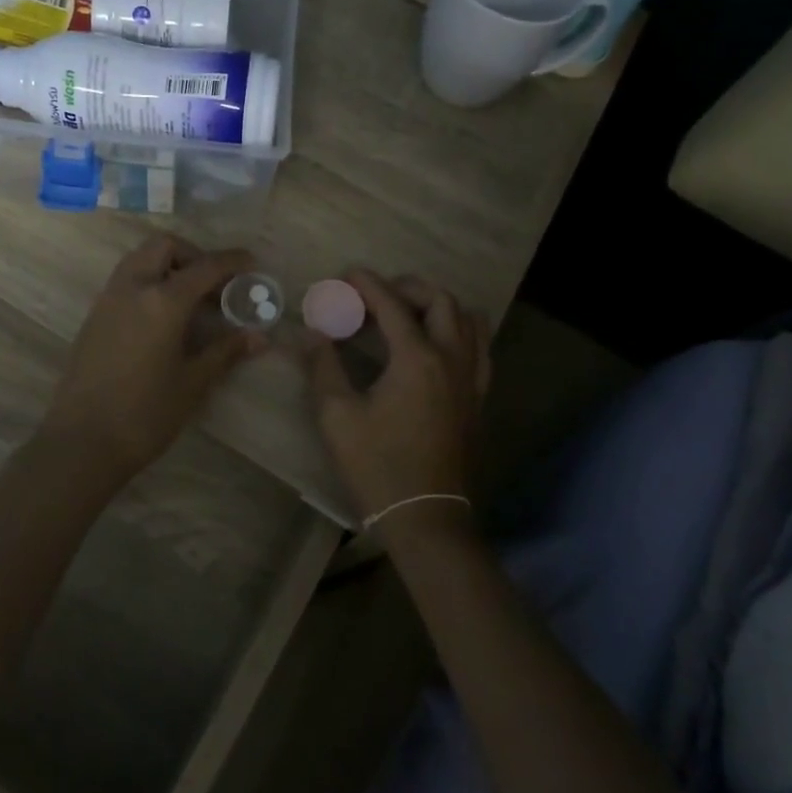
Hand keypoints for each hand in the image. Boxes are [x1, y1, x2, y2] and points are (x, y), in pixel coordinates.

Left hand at [40, 235, 263, 482]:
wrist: (82, 442)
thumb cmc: (145, 413)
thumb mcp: (193, 382)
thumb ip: (226, 351)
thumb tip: (259, 336)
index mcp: (162, 301)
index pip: (205, 267)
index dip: (231, 261)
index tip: (251, 262)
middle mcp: (132, 288)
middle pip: (163, 247)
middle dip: (193, 255)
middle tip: (213, 283)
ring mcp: (108, 300)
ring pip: (139, 259)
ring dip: (167, 265)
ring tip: (190, 299)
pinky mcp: (93, 317)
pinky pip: (125, 281)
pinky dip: (148, 281)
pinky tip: (162, 318)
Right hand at [304, 270, 490, 525]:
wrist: (426, 518)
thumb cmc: (377, 467)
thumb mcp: (337, 417)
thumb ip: (323, 367)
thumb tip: (312, 334)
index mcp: (417, 359)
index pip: (392, 304)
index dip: (367, 284)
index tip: (346, 275)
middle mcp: (452, 359)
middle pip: (440, 301)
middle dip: (407, 287)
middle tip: (376, 295)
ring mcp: (471, 379)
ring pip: (468, 320)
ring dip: (438, 305)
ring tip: (408, 313)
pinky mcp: (477, 398)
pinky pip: (479, 348)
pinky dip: (459, 331)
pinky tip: (436, 345)